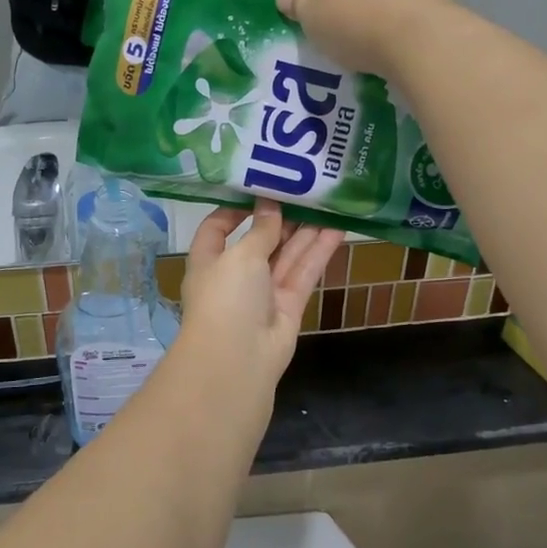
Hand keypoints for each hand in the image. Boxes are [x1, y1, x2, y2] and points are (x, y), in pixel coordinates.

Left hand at [178, 203, 342, 395]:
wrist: (238, 360)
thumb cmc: (226, 297)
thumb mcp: (240, 256)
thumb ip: (260, 230)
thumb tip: (269, 204)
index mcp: (209, 260)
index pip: (217, 228)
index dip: (235, 209)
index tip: (259, 188)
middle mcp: (235, 275)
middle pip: (259, 240)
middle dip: (280, 218)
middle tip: (305, 190)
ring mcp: (263, 293)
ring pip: (286, 256)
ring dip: (305, 231)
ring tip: (327, 203)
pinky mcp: (288, 306)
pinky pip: (303, 273)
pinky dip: (319, 253)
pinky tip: (338, 230)